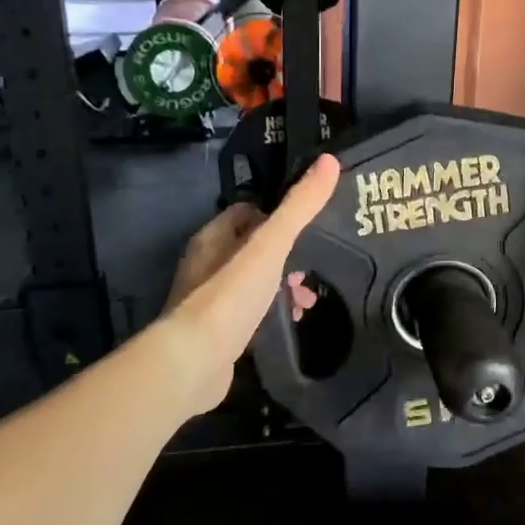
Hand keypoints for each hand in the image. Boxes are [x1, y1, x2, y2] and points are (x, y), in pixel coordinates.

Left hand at [159, 157, 340, 402]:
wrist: (194, 363)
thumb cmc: (230, 296)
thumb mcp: (271, 245)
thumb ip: (299, 206)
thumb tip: (330, 161)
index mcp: (213, 237)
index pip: (249, 211)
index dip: (279, 215)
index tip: (310, 226)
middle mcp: (206, 264)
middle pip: (253, 249)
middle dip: (287, 257)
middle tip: (314, 270)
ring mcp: (208, 301)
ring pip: (254, 282)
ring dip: (282, 287)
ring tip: (309, 302)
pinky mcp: (216, 333)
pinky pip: (250, 313)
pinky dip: (272, 314)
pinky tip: (290, 324)